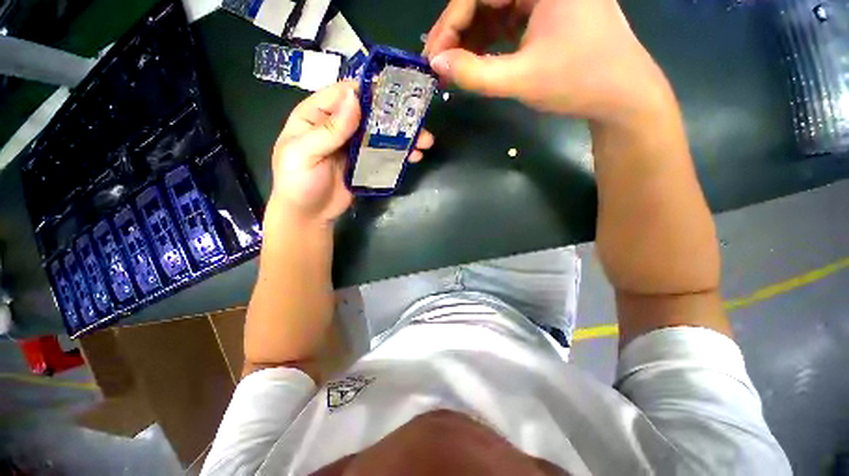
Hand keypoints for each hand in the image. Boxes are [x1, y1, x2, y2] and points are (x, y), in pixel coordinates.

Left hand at [270, 82, 434, 223]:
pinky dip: (399, 154)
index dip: (369, 90)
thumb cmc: (298, 183)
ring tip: (425, 142)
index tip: (397, 93)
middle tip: (419, 122)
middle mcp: (338, 127)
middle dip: (395, 116)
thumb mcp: (304, 153)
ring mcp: (353, 147)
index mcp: (317, 116)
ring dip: (403, 137)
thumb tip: (354, 98)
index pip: (344, 94)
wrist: (308, 216)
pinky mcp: (365, 164)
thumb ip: (329, 129)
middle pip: (369, 114)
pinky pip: (383, 154)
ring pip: (380, 134)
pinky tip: (415, 156)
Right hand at [424, 0, 669, 123]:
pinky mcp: (545, 11)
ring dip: (470, 38)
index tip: (433, 57)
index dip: (449, 23)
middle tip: (439, 65)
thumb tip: (437, 65)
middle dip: (457, 32)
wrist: (621, 95)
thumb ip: (474, 73)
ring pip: (493, 8)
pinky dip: (487, 40)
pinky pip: (506, 18)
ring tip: (453, 67)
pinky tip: (475, 60)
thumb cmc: (578, 82)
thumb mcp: (521, 79)